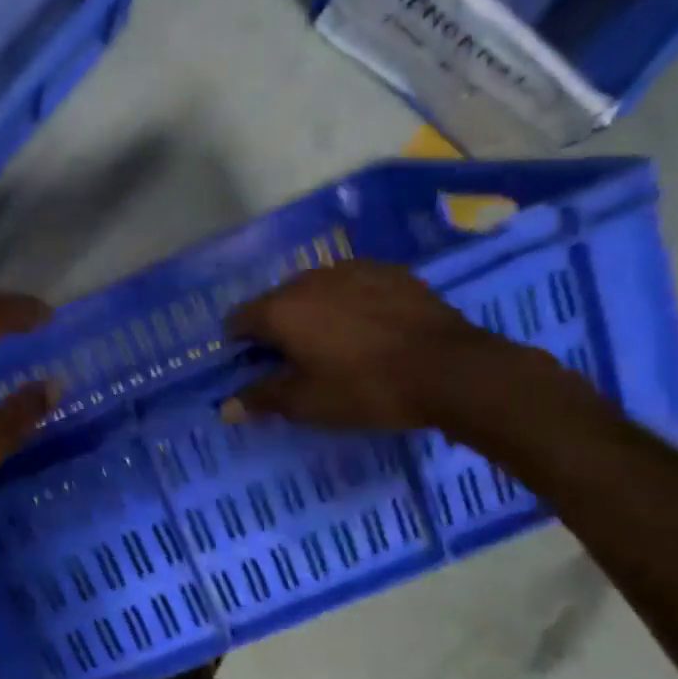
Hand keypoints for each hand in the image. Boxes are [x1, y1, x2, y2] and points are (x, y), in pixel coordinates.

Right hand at [225, 260, 515, 430]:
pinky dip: (349, 302)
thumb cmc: (365, 389)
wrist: (452, 370)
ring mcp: (352, 270)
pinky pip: (353, 284)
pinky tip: (369, 328)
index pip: (238, 320)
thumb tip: (225, 408)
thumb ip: (261, 399)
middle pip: (275, 301)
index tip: (253, 366)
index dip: (239, 344)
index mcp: (280, 310)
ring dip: (313, 311)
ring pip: (315, 289)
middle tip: (295, 359)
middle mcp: (308, 280)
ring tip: (334, 342)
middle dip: (277, 326)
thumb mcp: (307, 404)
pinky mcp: (391, 272)